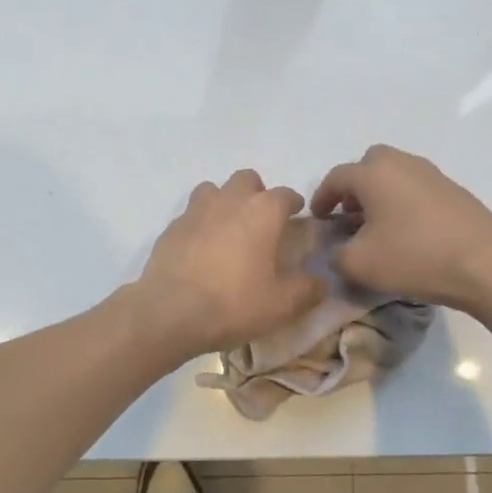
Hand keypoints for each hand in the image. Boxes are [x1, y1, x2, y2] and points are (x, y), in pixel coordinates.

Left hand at [131, 170, 324, 359]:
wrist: (171, 312)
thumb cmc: (234, 303)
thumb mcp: (283, 305)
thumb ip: (308, 289)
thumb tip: (320, 282)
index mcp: (263, 211)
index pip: (286, 194)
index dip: (294, 205)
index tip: (297, 218)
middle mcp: (230, 200)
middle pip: (247, 179)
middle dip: (257, 193)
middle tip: (261, 222)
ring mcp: (196, 210)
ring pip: (213, 189)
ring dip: (224, 201)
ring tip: (228, 229)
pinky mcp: (171, 227)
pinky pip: (191, 214)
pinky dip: (200, 224)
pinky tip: (201, 249)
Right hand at [309, 145, 491, 309]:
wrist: (485, 264)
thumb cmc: (413, 257)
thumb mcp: (360, 265)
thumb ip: (336, 256)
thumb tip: (338, 251)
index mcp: (373, 173)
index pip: (336, 177)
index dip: (321, 197)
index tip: (318, 218)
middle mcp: (402, 164)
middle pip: (369, 164)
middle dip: (354, 186)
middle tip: (349, 214)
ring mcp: (432, 174)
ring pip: (396, 174)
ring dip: (381, 193)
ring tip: (378, 225)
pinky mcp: (454, 190)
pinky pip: (417, 187)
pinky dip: (404, 201)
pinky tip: (408, 231)